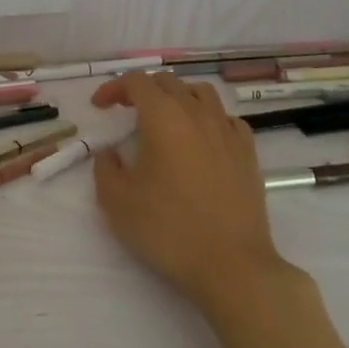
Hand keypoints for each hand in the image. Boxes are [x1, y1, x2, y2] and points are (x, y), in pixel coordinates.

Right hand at [91, 72, 287, 308]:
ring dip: (178, 96)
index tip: (100, 106)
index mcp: (163, 117)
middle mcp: (196, 113)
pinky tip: (202, 138)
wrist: (232, 265)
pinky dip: (209, 118)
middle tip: (126, 112)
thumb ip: (105, 168)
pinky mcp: (248, 153)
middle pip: (168, 82)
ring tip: (166, 117)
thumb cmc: (169, 230)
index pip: (136, 82)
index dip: (114, 88)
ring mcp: (227, 131)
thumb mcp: (117, 202)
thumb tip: (110, 152)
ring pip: (201, 92)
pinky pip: (226, 118)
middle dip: (143, 90)